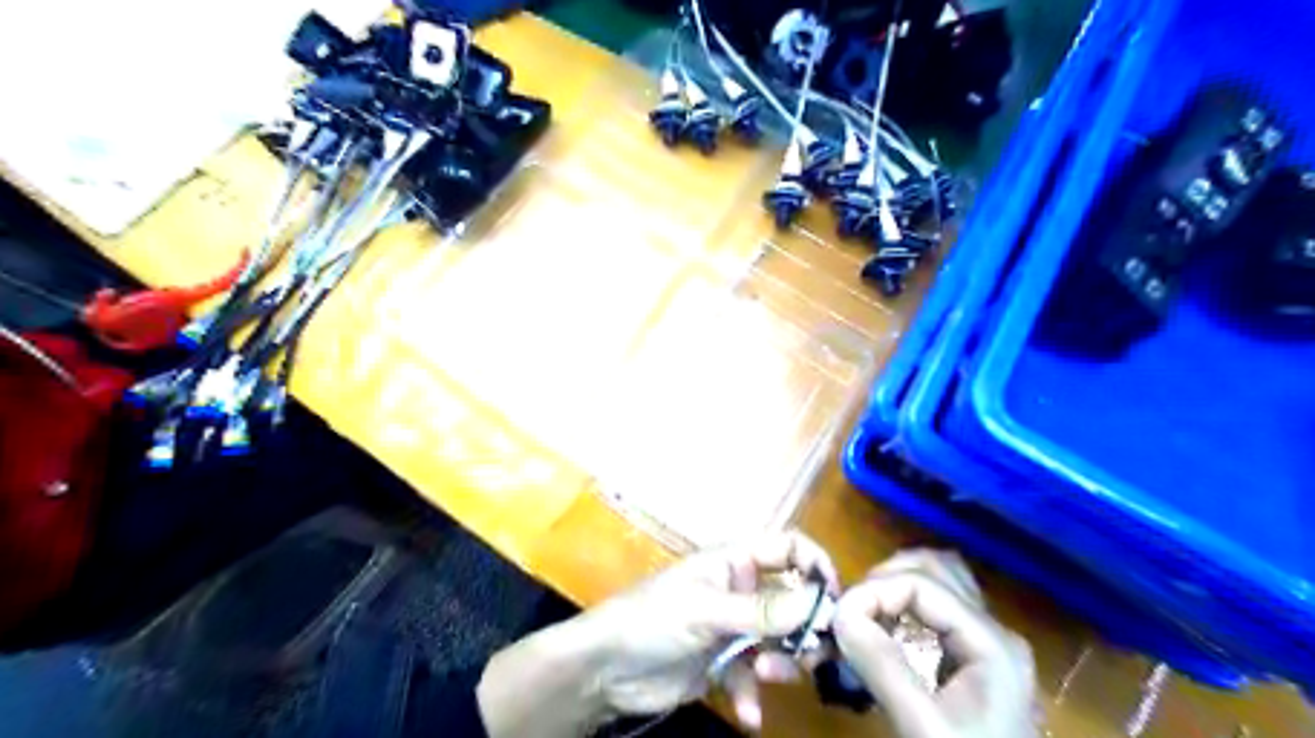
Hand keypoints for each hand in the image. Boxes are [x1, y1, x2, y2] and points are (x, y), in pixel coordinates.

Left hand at [585, 533, 842, 728]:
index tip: (834, 600)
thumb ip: (762, 611)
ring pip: (778, 642)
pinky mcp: (723, 663)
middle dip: (803, 628)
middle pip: (791, 602)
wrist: (605, 669)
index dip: (815, 565)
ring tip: (763, 674)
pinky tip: (747, 712)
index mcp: (734, 562)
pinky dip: (753, 694)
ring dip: (779, 662)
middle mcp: (739, 591)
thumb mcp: (706, 612)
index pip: (787, 547)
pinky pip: (753, 676)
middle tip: (813, 653)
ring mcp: (732, 628)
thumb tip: (819, 604)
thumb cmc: (652, 619)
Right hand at [831, 549, 1037, 736]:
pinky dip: (907, 604)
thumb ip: (882, 666)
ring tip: (866, 611)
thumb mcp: (924, 726)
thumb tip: (839, 614)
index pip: (922, 583)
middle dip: (886, 579)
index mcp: (992, 641)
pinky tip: (888, 627)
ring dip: (897, 585)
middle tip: (852, 609)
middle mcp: (994, 630)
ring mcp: (988, 643)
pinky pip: (939, 608)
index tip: (838, 617)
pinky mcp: (976, 659)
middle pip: (936, 568)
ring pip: (939, 582)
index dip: (873, 590)